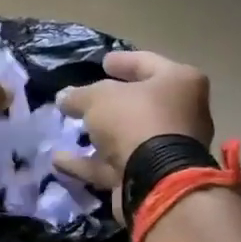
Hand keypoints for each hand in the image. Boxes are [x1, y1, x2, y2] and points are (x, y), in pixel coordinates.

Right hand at [53, 51, 213, 213]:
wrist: (155, 180)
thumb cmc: (135, 121)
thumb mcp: (99, 98)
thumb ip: (79, 95)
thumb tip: (64, 97)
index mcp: (179, 83)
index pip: (147, 63)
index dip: (123, 61)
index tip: (103, 62)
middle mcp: (181, 114)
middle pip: (140, 103)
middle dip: (111, 102)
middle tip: (87, 99)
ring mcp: (167, 148)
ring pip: (127, 136)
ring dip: (98, 136)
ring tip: (69, 130)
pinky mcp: (150, 176)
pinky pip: (114, 164)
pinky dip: (88, 162)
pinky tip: (59, 159)